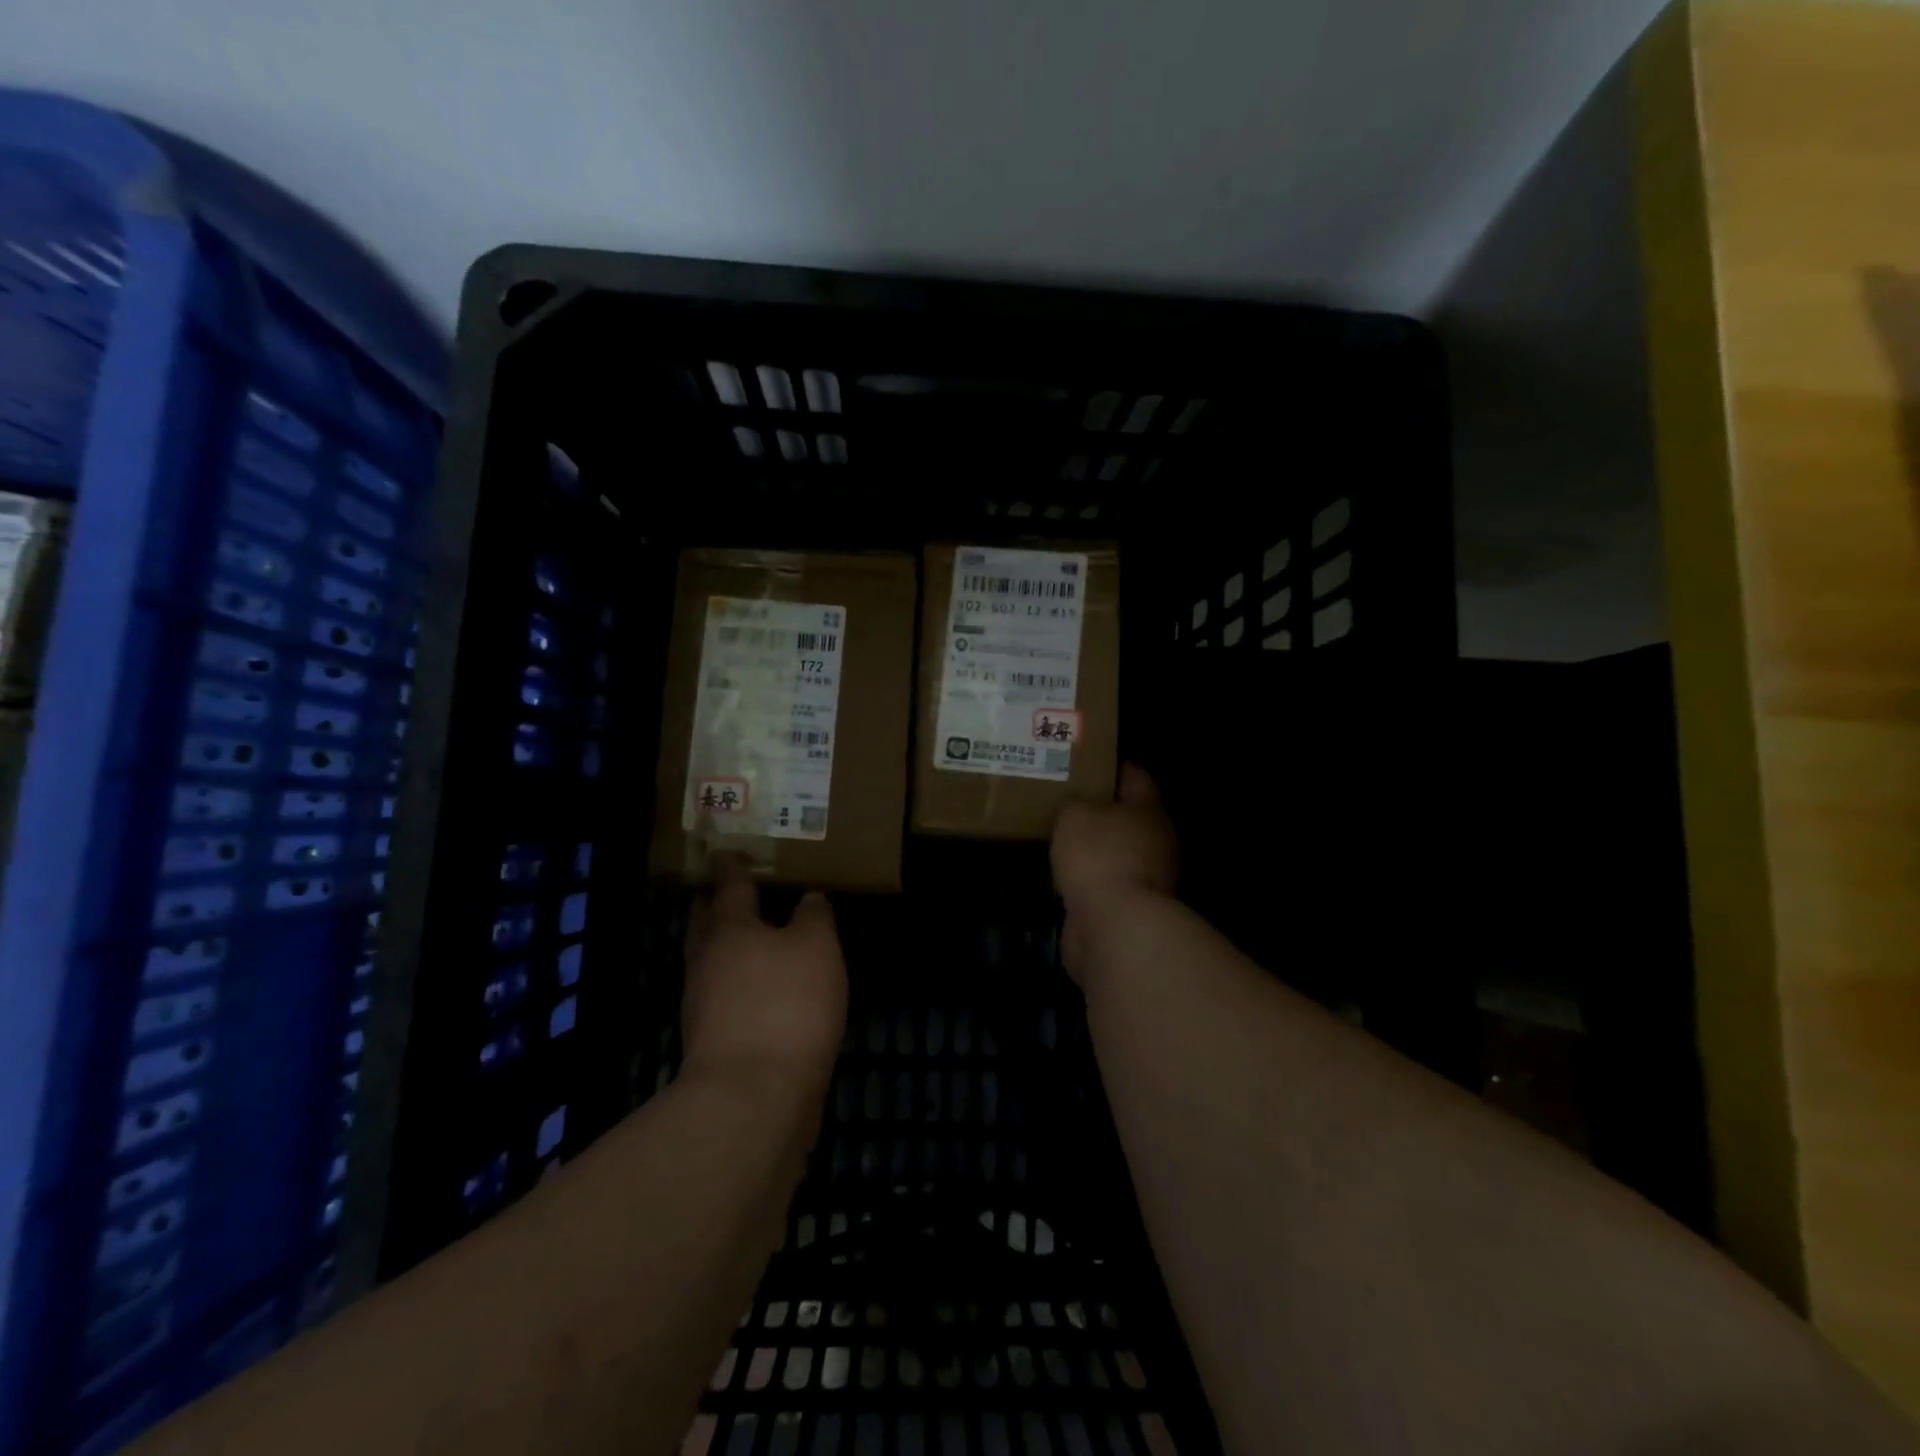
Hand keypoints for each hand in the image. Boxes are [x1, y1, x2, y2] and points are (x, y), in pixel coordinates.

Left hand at [681, 858, 847, 1101]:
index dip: (731, 865)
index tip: (727, 850)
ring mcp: (704, 1003)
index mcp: (729, 928)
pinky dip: (738, 978)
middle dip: (715, 903)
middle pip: (706, 922)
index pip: (728, 885)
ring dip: (726, 943)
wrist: (754, 1096)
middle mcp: (707, 960)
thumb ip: (814, 917)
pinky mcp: (713, 1039)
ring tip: (752, 933)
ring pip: (712, 959)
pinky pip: (723, 992)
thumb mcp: (817, 946)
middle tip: (728, 886)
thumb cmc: (786, 1004)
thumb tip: (808, 899)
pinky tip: (761, 984)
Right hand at [1052, 765, 1177, 983]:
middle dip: (1099, 809)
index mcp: (1149, 810)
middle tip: (1064, 799)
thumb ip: (1074, 804)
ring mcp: (1145, 878)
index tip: (1087, 760)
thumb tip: (1076, 808)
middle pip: (1127, 817)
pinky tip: (1061, 874)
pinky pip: (1103, 883)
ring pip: (1114, 852)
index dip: (1112, 766)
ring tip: (1057, 837)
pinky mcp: (1128, 909)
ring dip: (1092, 848)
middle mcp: (1155, 842)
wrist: (1114, 926)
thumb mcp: (1075, 814)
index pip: (1135, 777)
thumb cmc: (1099, 855)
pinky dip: (1086, 879)